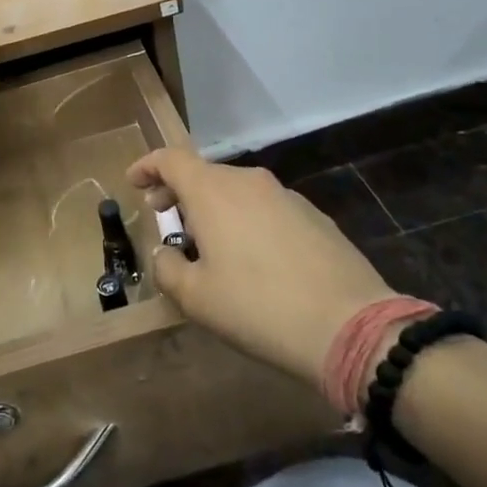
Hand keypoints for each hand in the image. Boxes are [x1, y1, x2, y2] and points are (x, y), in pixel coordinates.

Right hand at [128, 149, 398, 398]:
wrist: (352, 327)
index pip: (170, 159)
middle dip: (179, 192)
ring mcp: (286, 196)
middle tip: (166, 220)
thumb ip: (167, 267)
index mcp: (213, 191)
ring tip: (210, 247)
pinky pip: (265, 208)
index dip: (147, 166)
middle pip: (203, 174)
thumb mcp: (195, 297)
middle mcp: (248, 181)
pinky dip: (246, 221)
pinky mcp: (314, 216)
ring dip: (214, 209)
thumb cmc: (258, 307)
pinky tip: (253, 260)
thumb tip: (167, 254)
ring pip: (236, 191)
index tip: (133, 182)